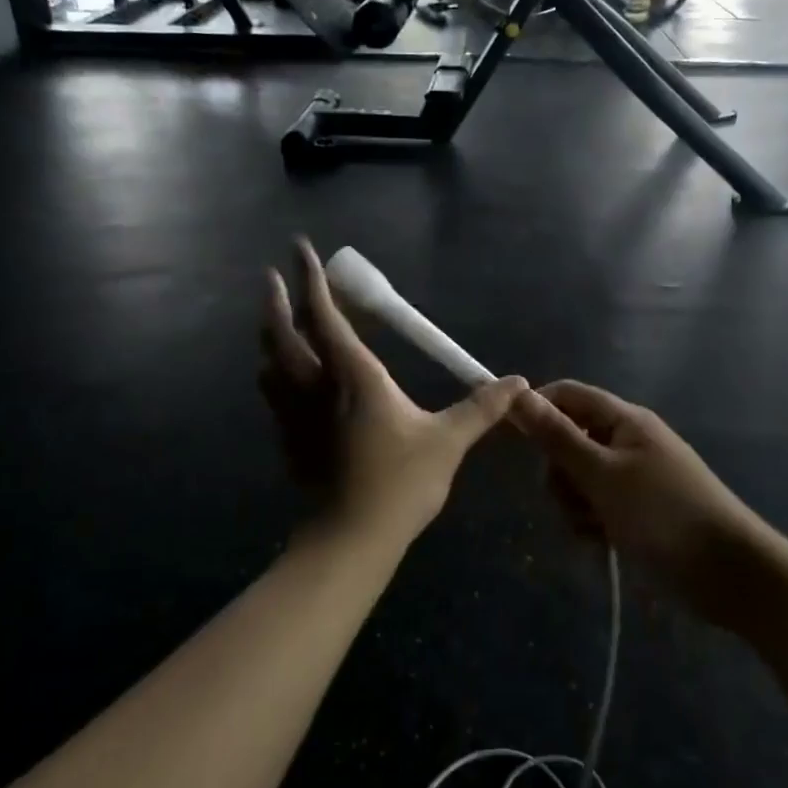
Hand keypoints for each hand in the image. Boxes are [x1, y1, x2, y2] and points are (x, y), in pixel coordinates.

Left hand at [260, 239, 526, 550]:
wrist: (350, 539)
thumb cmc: (400, 483)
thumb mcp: (448, 442)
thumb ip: (480, 408)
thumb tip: (518, 383)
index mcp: (353, 376)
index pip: (325, 316)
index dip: (311, 279)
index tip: (299, 248)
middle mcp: (316, 386)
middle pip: (283, 334)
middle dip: (275, 301)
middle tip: (269, 279)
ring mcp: (296, 415)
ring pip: (271, 364)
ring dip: (269, 337)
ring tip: (273, 322)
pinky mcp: (290, 441)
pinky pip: (274, 395)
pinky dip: (274, 375)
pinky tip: (279, 380)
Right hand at [515, 381, 768, 623]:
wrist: (730, 575)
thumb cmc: (663, 515)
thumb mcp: (602, 474)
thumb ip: (558, 436)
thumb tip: (519, 393)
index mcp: (624, 420)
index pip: (567, 395)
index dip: (536, 410)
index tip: (508, 438)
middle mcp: (628, 441)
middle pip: (569, 439)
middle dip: (559, 472)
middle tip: (571, 499)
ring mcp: (634, 477)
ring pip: (579, 477)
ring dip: (574, 503)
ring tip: (592, 528)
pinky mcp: (638, 510)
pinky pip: (597, 504)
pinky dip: (591, 521)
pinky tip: (601, 543)